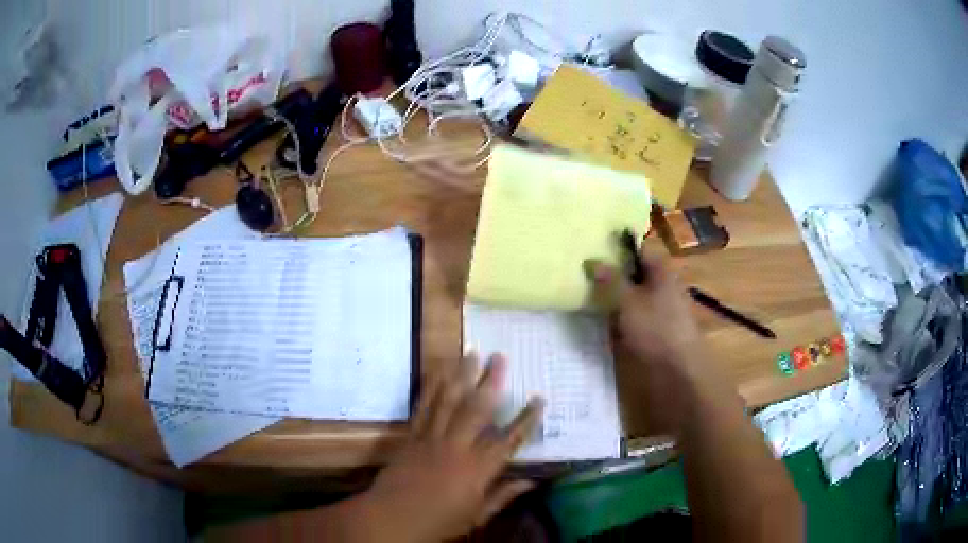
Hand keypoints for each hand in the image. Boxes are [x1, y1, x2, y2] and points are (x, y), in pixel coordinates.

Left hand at [354, 354, 543, 542]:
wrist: (393, 517)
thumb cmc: (439, 521)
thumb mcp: (477, 516)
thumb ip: (503, 496)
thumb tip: (532, 482)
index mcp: (478, 469)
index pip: (510, 439)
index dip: (527, 418)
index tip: (539, 398)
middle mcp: (457, 447)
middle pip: (478, 409)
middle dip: (491, 381)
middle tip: (500, 357)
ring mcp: (432, 438)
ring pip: (449, 400)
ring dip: (461, 375)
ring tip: (471, 352)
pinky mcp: (412, 435)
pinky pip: (423, 406)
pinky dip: (432, 386)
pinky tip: (438, 371)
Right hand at [588, 250, 707, 433]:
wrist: (679, 373)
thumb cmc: (657, 330)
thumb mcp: (629, 302)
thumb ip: (610, 280)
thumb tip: (592, 260)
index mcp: (661, 271)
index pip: (638, 250)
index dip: (616, 248)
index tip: (592, 250)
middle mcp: (663, 286)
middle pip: (634, 274)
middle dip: (611, 275)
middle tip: (582, 276)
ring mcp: (661, 310)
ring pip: (633, 297)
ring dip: (614, 298)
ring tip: (586, 297)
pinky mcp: (656, 331)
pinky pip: (634, 317)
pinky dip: (620, 318)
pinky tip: (603, 323)